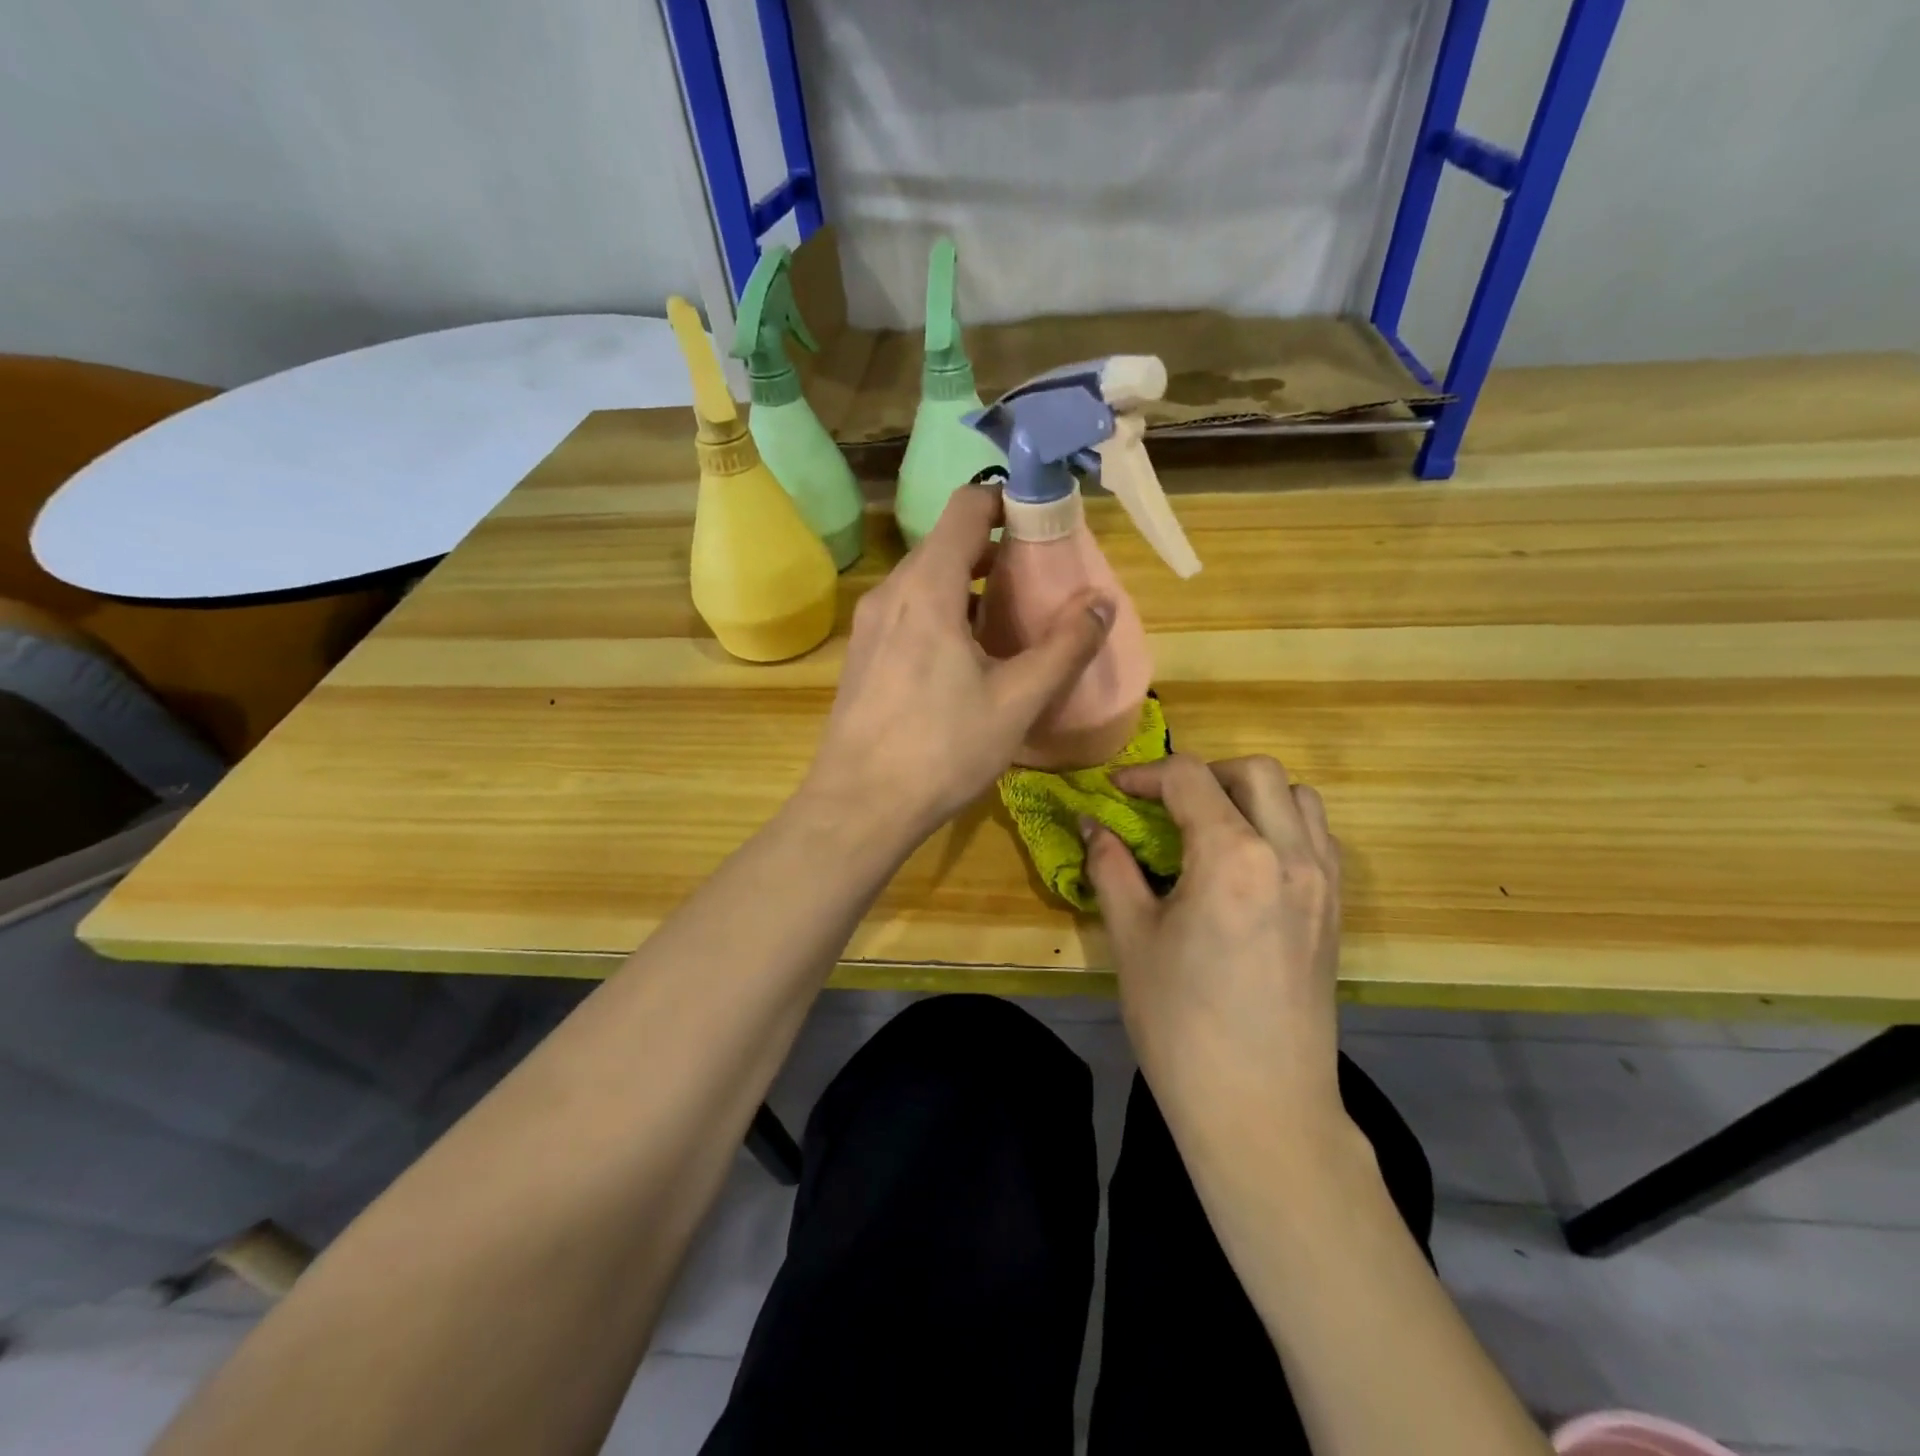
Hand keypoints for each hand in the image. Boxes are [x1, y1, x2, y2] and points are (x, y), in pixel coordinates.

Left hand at [803, 485, 1113, 846]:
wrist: (857, 807)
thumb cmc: (941, 750)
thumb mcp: (1017, 701)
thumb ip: (1065, 647)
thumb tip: (1102, 600)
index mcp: (928, 588)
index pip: (966, 507)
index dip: (1007, 502)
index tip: (1044, 526)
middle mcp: (891, 593)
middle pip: (946, 543)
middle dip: (995, 551)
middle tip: (1039, 581)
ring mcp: (869, 625)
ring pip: (924, 580)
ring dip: (969, 586)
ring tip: (1008, 624)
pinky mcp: (862, 655)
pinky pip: (907, 612)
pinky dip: (941, 613)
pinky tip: (965, 660)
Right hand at [1084, 754, 1343, 1144]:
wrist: (1261, 1108)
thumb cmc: (1181, 1024)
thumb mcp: (1131, 939)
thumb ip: (1112, 868)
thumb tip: (1092, 825)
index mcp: (1232, 857)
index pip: (1189, 778)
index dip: (1145, 774)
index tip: (1116, 791)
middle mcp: (1289, 853)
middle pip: (1254, 771)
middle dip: (1202, 774)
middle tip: (1165, 805)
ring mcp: (1323, 881)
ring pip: (1297, 796)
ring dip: (1250, 794)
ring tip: (1211, 828)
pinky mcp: (1335, 909)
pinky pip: (1318, 836)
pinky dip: (1282, 824)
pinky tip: (1247, 863)